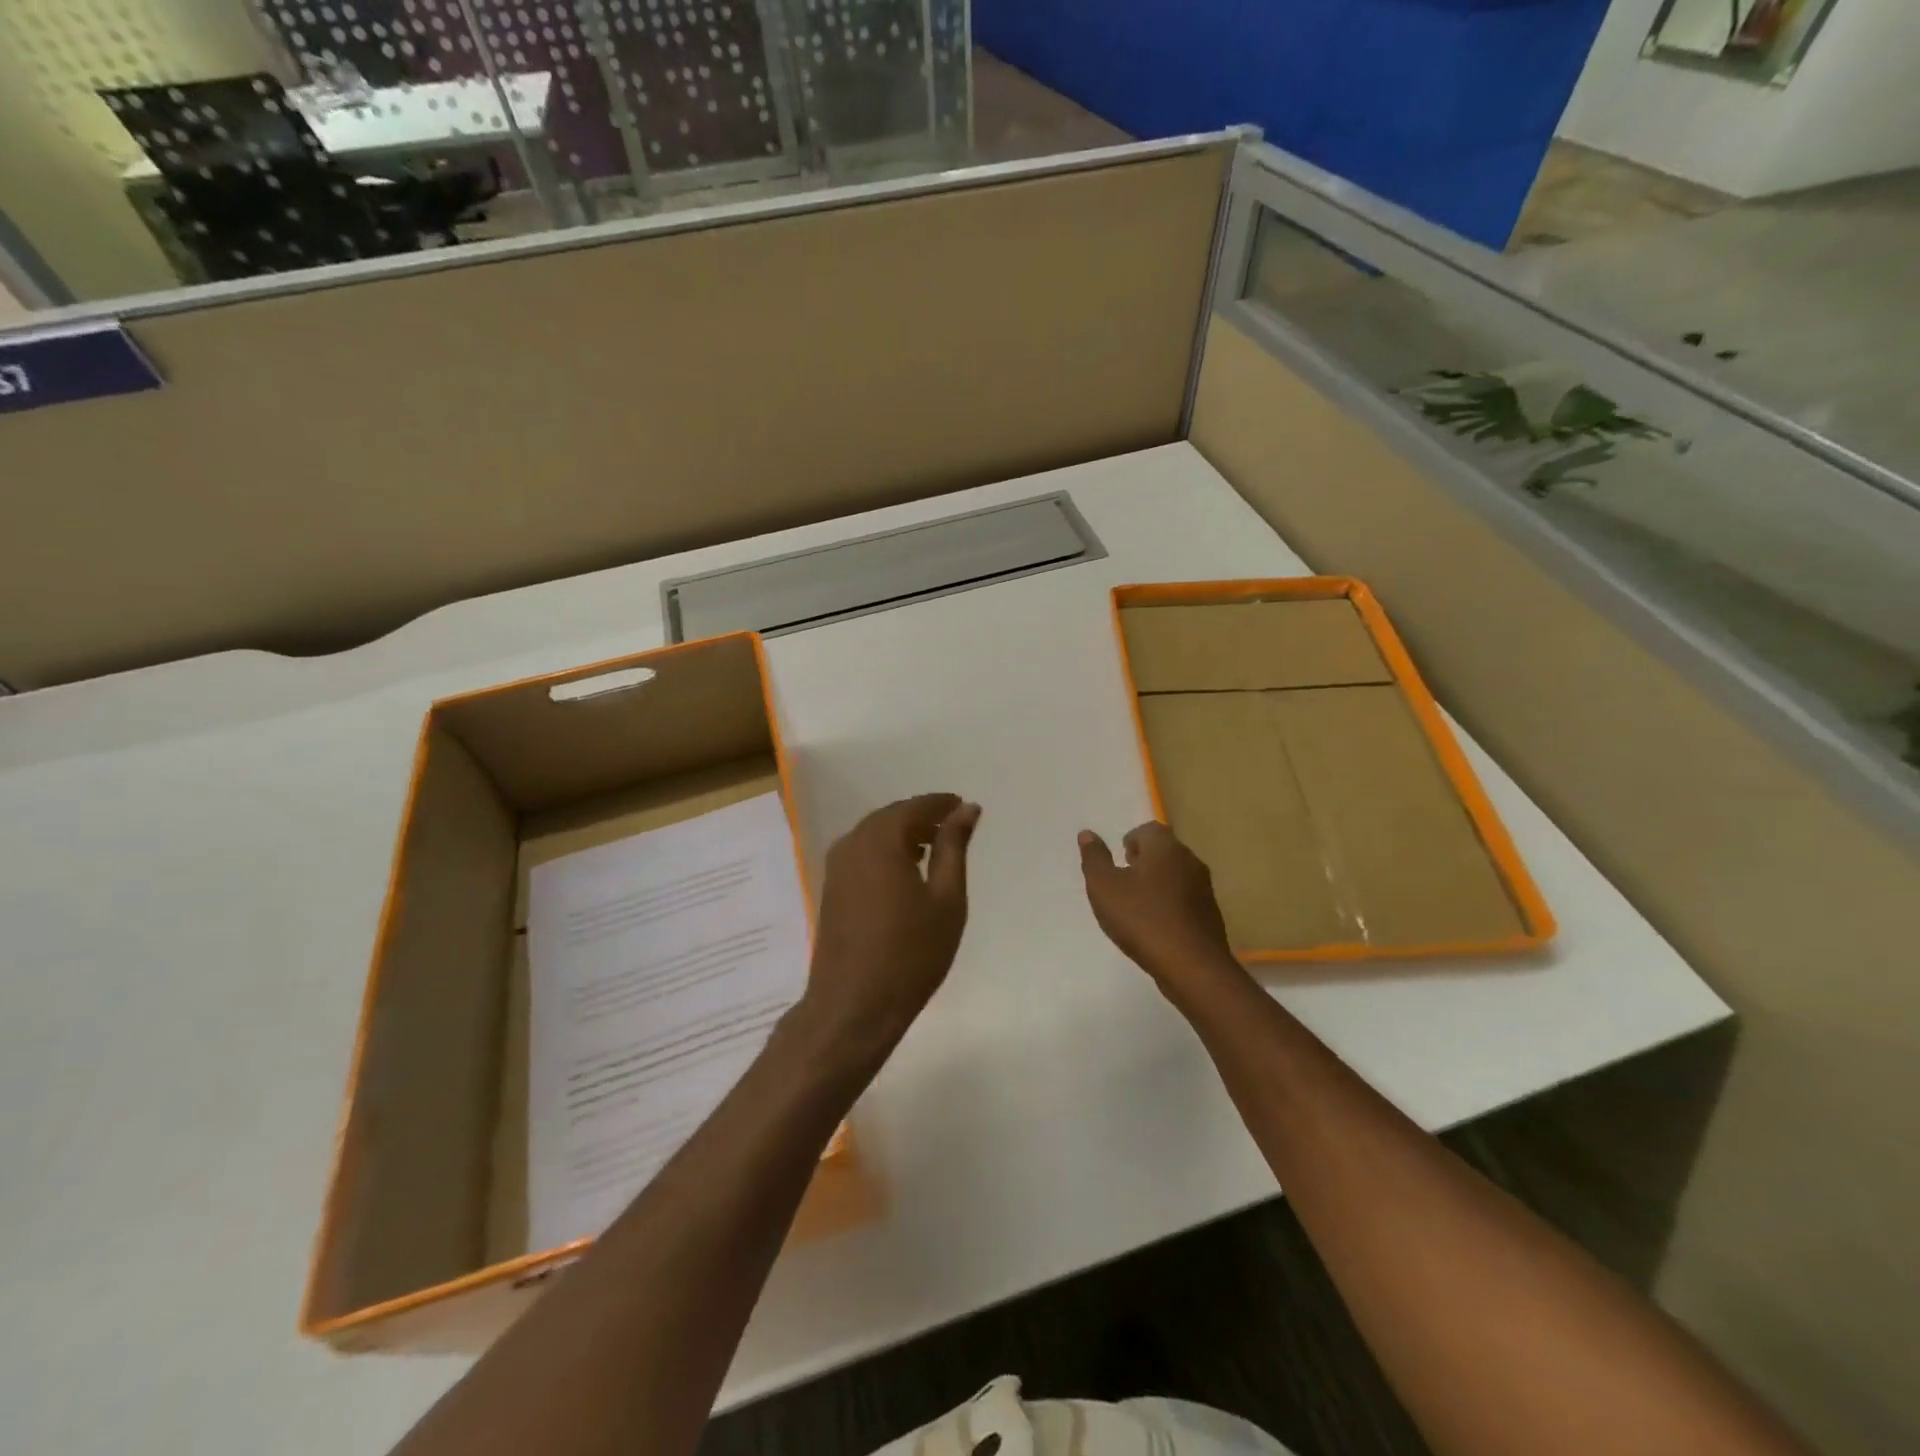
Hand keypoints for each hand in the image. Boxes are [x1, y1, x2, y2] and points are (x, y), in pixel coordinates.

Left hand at [800, 794, 980, 1061]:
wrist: (853, 1006)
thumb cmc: (911, 953)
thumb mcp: (946, 899)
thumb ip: (954, 848)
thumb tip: (966, 809)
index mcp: (881, 840)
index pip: (916, 807)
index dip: (943, 805)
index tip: (965, 808)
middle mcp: (853, 843)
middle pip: (892, 817)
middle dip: (923, 818)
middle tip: (954, 829)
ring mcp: (836, 867)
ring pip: (874, 835)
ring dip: (904, 835)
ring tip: (935, 851)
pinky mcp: (830, 888)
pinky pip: (862, 854)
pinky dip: (886, 853)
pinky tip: (905, 873)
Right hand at [1079, 821, 1243, 1004]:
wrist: (1192, 966)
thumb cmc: (1142, 919)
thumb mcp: (1104, 887)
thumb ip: (1094, 858)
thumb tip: (1087, 834)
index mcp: (1164, 847)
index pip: (1148, 829)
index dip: (1130, 842)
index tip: (1119, 863)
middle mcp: (1189, 860)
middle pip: (1164, 851)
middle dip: (1143, 862)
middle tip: (1123, 884)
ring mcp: (1204, 888)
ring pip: (1176, 875)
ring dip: (1157, 884)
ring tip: (1137, 908)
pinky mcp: (1210, 914)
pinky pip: (1185, 898)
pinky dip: (1170, 904)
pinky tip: (1157, 927)